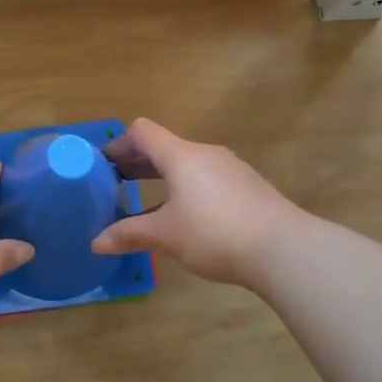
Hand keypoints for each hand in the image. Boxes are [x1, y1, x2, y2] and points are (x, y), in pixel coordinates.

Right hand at [91, 119, 303, 288]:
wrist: (285, 249)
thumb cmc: (215, 233)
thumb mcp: (166, 235)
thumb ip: (129, 234)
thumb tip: (96, 243)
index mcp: (181, 156)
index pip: (142, 132)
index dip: (119, 144)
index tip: (103, 164)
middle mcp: (205, 153)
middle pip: (164, 147)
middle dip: (137, 162)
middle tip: (115, 183)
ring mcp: (230, 168)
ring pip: (187, 164)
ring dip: (163, 177)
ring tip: (147, 202)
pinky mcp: (248, 187)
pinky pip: (206, 178)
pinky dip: (186, 188)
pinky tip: (185, 216)